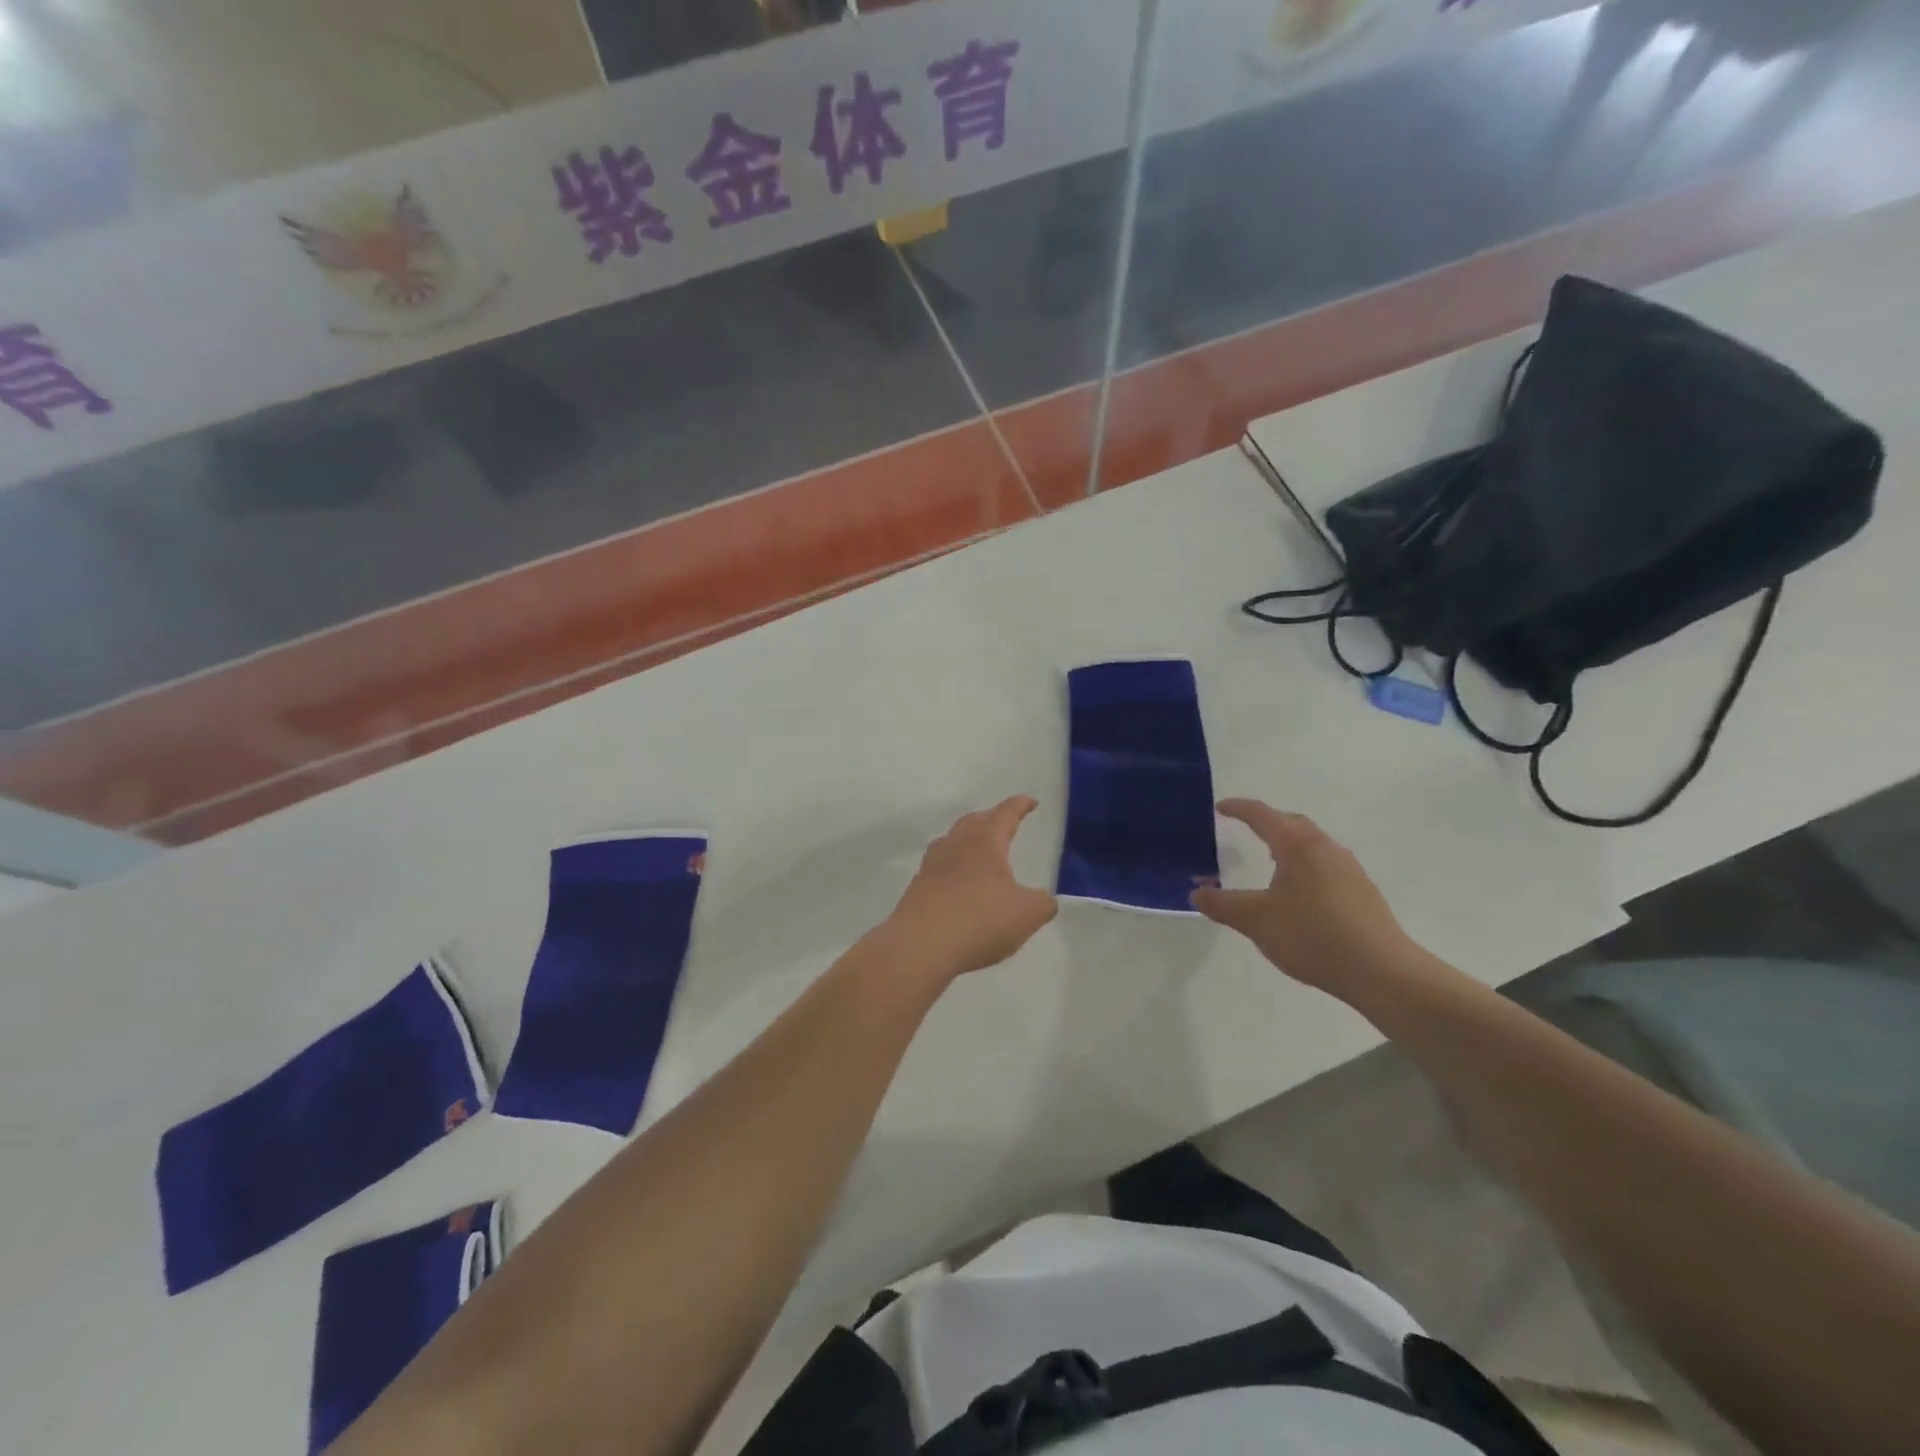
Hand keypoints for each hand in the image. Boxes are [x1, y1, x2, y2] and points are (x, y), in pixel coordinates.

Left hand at [883, 797, 1057, 979]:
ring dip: (968, 840)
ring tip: (979, 850)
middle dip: (991, 819)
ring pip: (953, 841)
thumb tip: (1044, 899)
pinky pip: (940, 867)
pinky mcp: (917, 888)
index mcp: (985, 842)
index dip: (1020, 806)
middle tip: (1004, 822)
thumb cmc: (980, 921)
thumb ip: (1043, 903)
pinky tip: (958, 882)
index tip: (1030, 801)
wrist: (920, 946)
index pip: (1005, 814)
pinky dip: (954, 867)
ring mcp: (932, 865)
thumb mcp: (1027, 914)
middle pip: (974, 822)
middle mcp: (956, 845)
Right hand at [1191, 798, 1420, 995]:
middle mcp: (1326, 848)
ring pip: (1311, 845)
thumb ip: (1223, 904)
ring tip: (1269, 862)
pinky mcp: (1362, 892)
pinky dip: (1304, 866)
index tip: (1220, 807)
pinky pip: (1325, 865)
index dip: (1239, 809)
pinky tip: (1298, 894)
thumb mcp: (1256, 921)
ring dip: (1288, 846)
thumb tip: (1197, 893)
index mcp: (1298, 845)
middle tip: (1244, 829)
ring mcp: (1349, 869)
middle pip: (1292, 823)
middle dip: (1267, 822)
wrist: (1382, 971)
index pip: (1263, 815)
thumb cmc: (1313, 935)